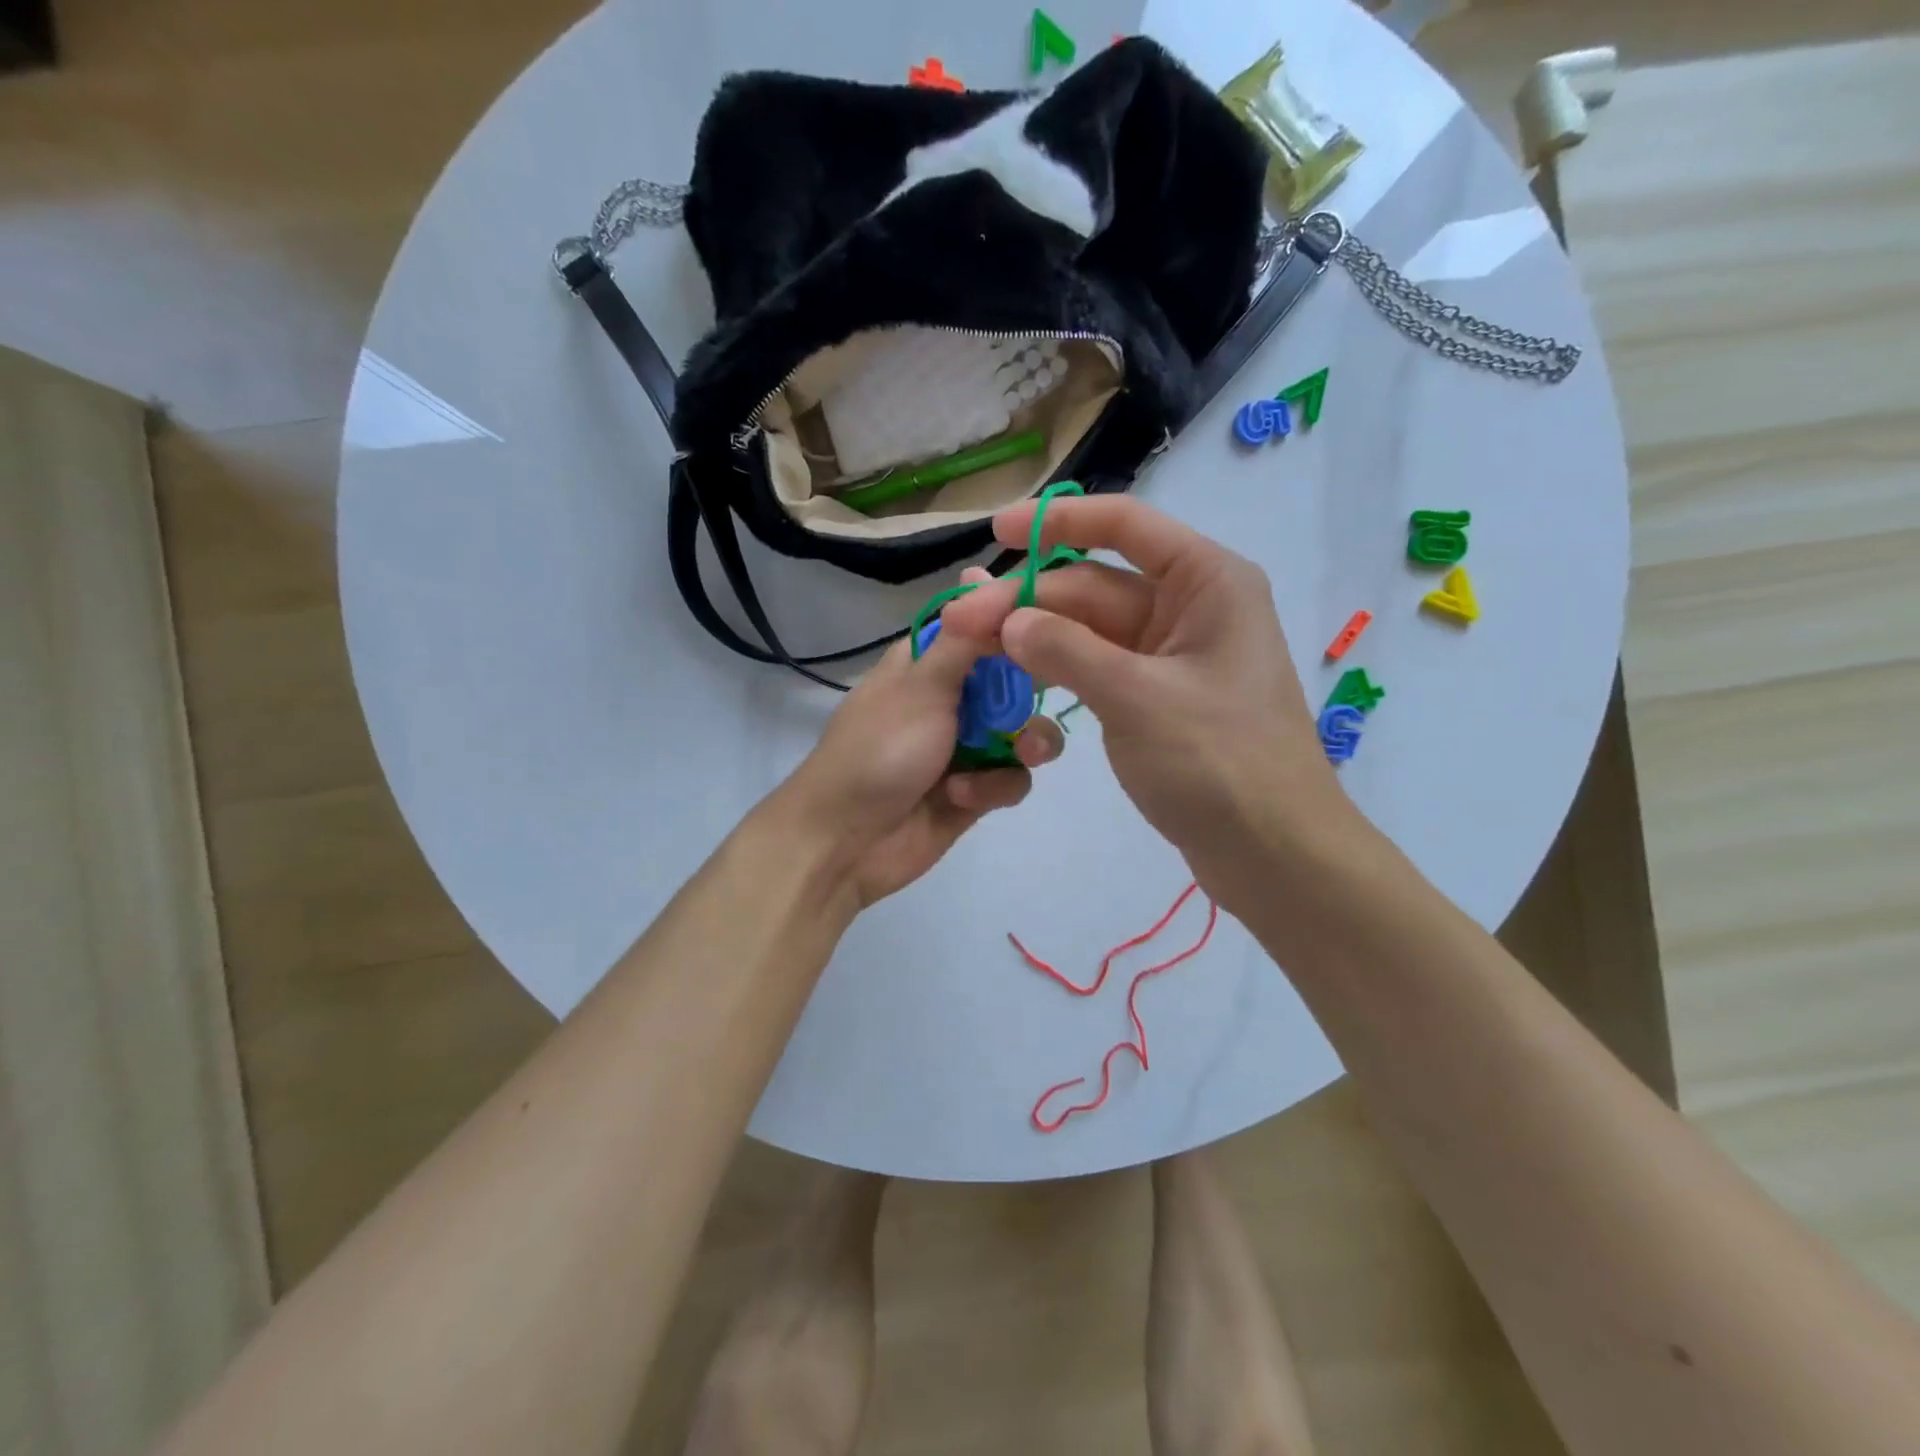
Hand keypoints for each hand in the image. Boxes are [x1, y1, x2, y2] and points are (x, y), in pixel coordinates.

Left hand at [777, 569, 1064, 910]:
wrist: (845, 842)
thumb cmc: (879, 751)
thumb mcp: (921, 685)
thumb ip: (964, 637)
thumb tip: (981, 571)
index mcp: (932, 660)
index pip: (988, 622)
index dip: (1025, 620)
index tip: (1062, 621)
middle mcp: (954, 696)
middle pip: (1020, 677)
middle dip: (1037, 690)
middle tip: (1055, 691)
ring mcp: (967, 744)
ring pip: (1027, 731)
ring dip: (1028, 743)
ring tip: (1021, 754)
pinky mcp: (977, 790)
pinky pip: (1013, 778)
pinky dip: (993, 787)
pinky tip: (962, 797)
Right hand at [941, 496, 1356, 913]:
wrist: (1274, 854)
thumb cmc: (1220, 764)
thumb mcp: (1137, 699)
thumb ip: (1068, 651)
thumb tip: (1009, 621)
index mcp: (1206, 582)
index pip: (1124, 525)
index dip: (1057, 521)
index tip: (998, 528)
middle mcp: (1190, 607)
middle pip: (1094, 585)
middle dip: (1028, 599)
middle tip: (958, 622)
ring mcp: (1171, 656)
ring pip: (1090, 629)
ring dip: (1035, 635)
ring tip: (972, 646)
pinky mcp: (1156, 698)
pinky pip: (1098, 667)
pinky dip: (1058, 668)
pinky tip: (1014, 673)